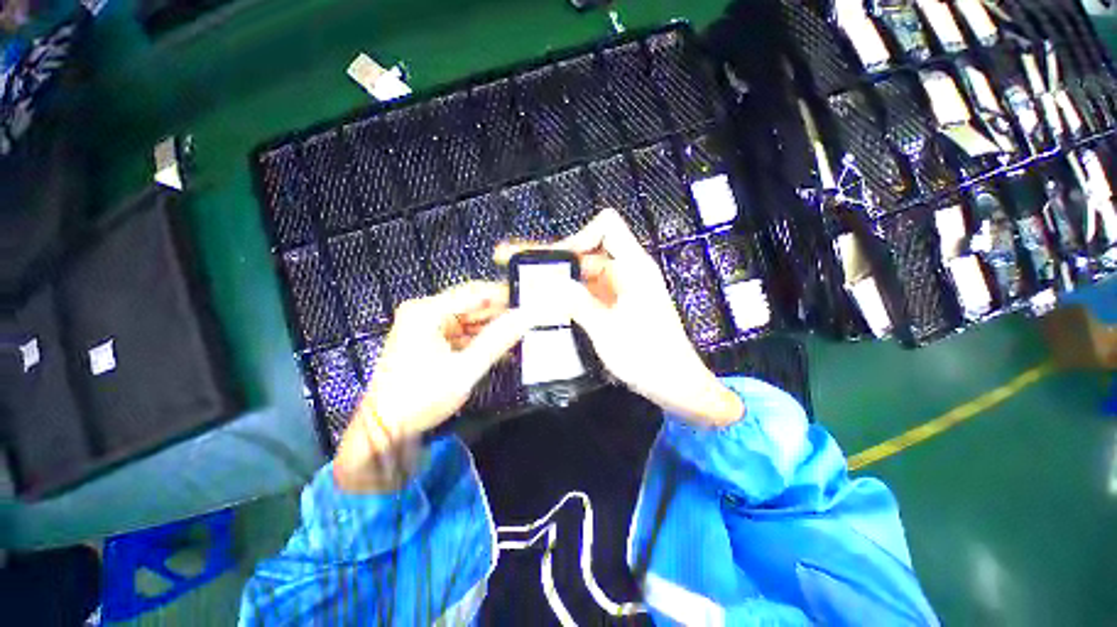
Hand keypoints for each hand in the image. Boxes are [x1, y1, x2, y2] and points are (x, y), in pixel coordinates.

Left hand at [334, 281, 529, 492]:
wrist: (385, 430)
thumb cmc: (420, 397)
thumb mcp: (464, 369)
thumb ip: (497, 340)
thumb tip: (526, 317)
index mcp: (427, 311)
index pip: (475, 292)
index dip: (505, 295)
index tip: (532, 302)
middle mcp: (426, 312)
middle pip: (473, 305)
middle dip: (502, 315)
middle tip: (531, 321)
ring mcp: (428, 327)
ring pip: (471, 321)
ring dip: (494, 330)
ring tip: (523, 336)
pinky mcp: (432, 341)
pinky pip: (464, 335)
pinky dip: (482, 342)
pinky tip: (504, 351)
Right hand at [496, 210, 742, 426]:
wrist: (676, 386)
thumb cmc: (648, 358)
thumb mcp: (607, 330)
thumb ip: (576, 304)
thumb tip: (548, 284)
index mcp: (633, 267)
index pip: (606, 227)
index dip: (578, 236)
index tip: (554, 260)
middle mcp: (625, 272)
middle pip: (585, 252)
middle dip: (550, 259)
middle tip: (511, 263)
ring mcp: (619, 291)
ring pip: (581, 275)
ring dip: (553, 280)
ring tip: (518, 286)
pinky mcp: (614, 307)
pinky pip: (586, 293)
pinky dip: (565, 297)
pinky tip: (542, 305)